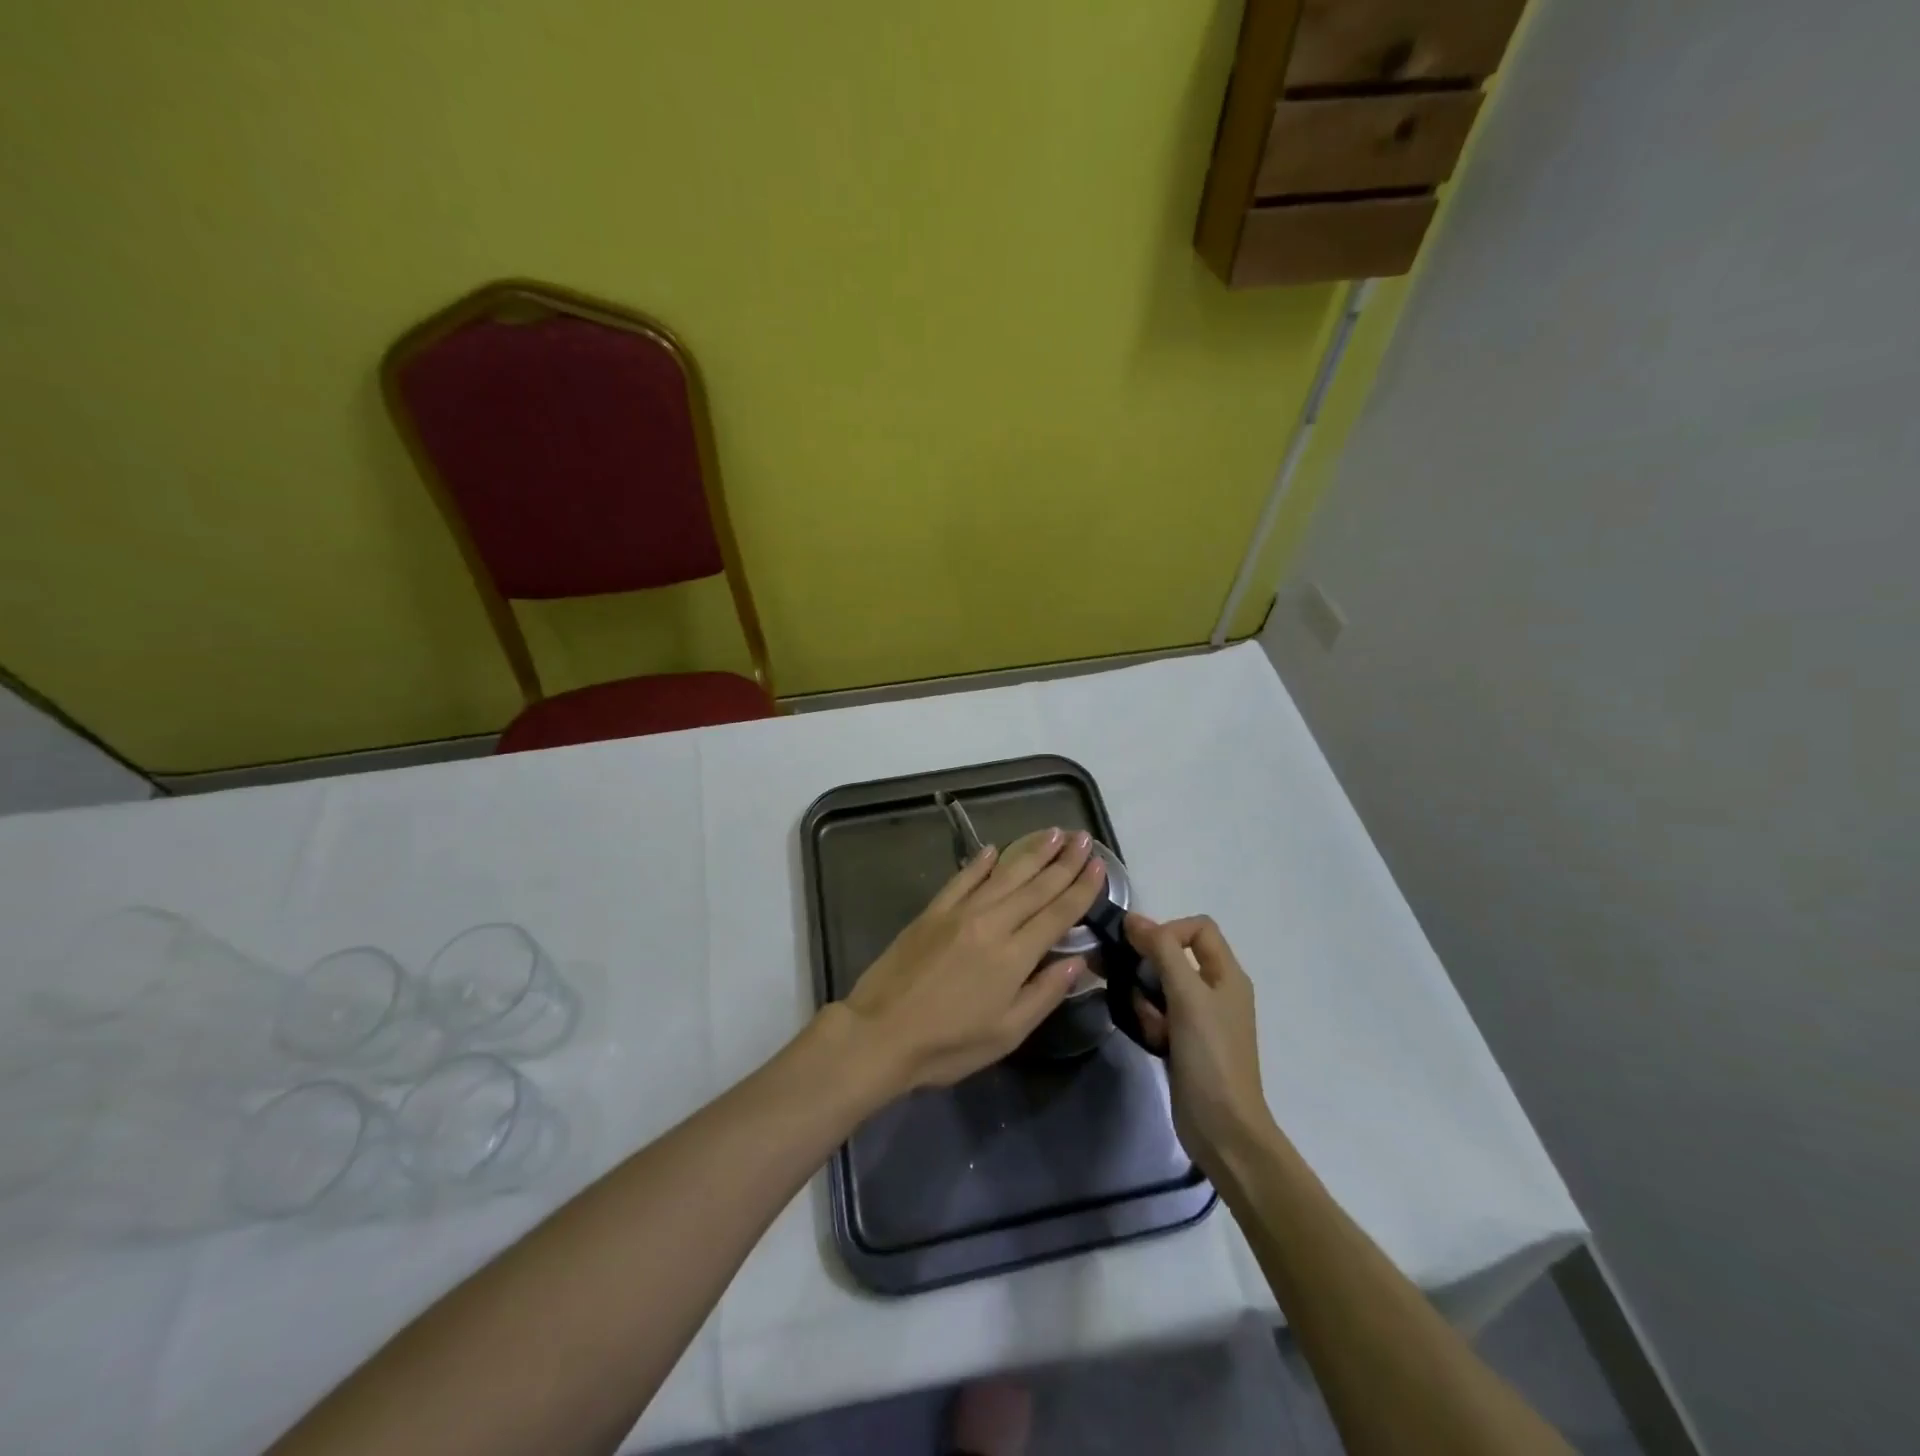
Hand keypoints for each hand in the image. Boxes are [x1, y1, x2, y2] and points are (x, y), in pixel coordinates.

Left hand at [841, 829, 1106, 1093]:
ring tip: (1054, 832)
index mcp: (1014, 955)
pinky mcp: (932, 912)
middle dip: (1064, 861)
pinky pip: (962, 879)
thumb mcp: (1007, 1033)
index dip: (1082, 888)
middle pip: (1036, 886)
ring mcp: (959, 913)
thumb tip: (1080, 962)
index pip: (1058, 913)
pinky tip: (994, 849)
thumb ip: (1045, 993)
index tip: (1100, 865)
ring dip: (1031, 852)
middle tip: (1084, 838)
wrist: (880, 1033)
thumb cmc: (948, 1044)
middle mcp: (991, 923)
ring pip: (1004, 874)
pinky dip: (980, 862)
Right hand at [1126, 913, 1275, 1176]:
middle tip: (1129, 983)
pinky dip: (1150, 1020)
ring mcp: (1202, 1018)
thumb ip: (1162, 951)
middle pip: (1176, 955)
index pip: (1198, 928)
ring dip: (1146, 997)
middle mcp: (1217, 990)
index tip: (1143, 951)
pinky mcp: (1186, 1041)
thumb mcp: (1187, 996)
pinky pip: (1160, 1014)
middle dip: (1149, 967)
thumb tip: (1133, 918)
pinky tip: (1150, 1039)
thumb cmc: (1210, 1056)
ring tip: (1146, 1021)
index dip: (1169, 930)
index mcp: (1228, 974)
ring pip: (1162, 986)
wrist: (1223, 1129)